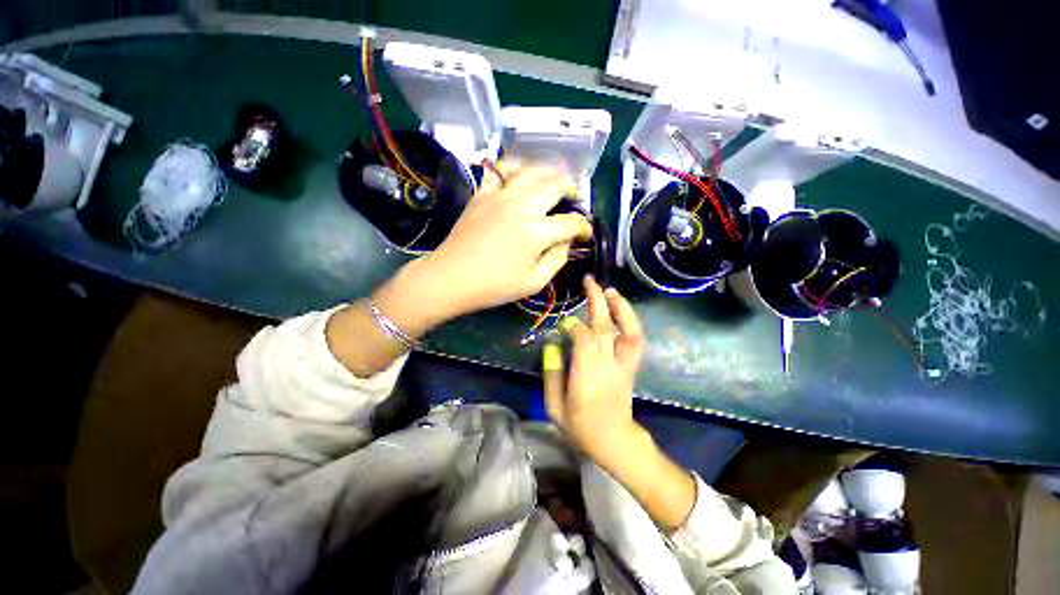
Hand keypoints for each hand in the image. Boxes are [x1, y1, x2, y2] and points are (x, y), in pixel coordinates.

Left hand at [417, 164, 591, 321]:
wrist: (450, 278)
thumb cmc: (493, 286)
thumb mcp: (533, 283)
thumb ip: (557, 260)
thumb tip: (567, 242)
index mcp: (536, 233)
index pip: (571, 223)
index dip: (585, 228)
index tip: (586, 234)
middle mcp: (521, 206)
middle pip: (556, 186)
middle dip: (573, 191)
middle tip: (576, 200)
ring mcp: (499, 196)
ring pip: (532, 171)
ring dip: (550, 173)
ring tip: (556, 182)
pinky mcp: (482, 194)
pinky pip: (500, 170)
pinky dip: (515, 167)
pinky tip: (521, 175)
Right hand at [543, 276, 647, 462]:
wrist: (614, 441)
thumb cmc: (580, 426)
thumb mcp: (555, 406)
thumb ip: (552, 373)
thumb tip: (552, 344)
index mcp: (587, 376)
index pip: (583, 339)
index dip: (573, 325)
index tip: (563, 323)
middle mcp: (608, 365)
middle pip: (604, 327)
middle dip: (596, 301)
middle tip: (589, 281)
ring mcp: (623, 364)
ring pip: (626, 330)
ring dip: (620, 307)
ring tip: (610, 290)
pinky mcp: (631, 365)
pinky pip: (635, 340)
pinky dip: (630, 322)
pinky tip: (621, 310)